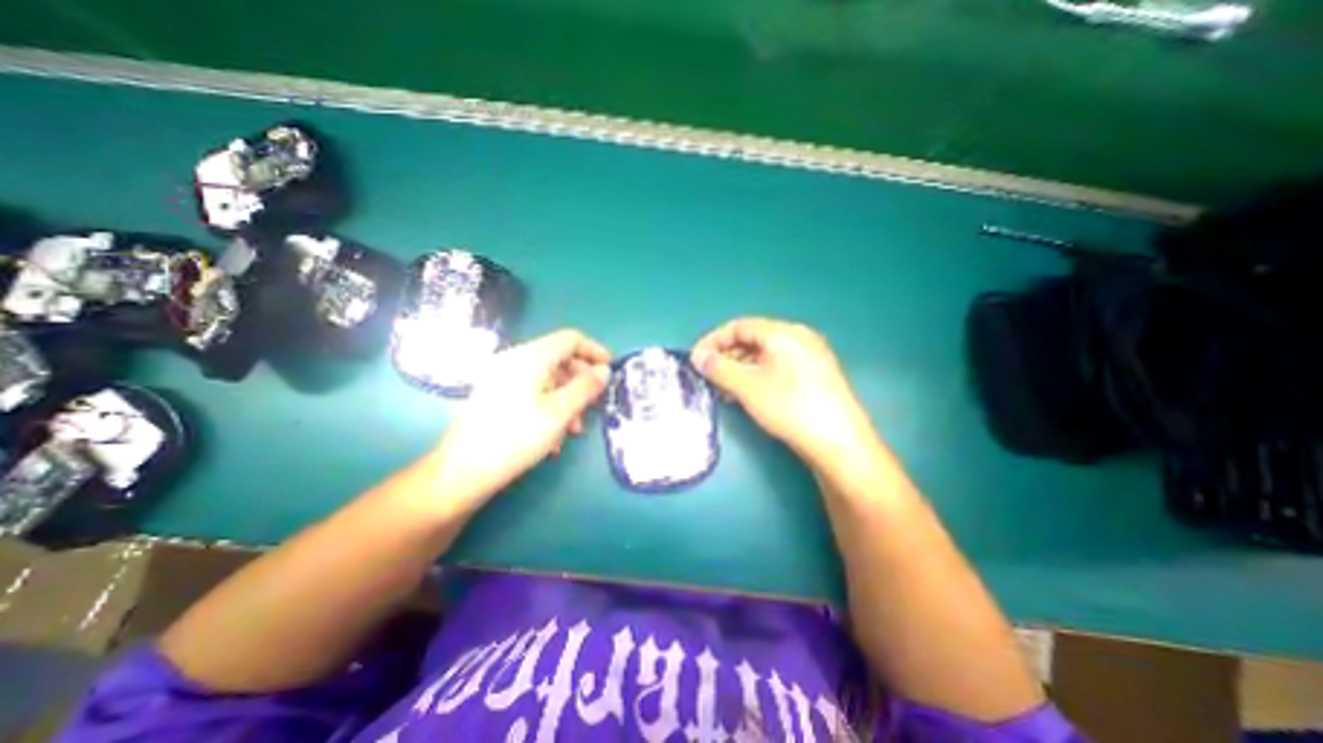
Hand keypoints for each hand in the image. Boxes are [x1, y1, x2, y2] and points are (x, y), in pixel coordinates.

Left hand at [427, 329, 610, 507]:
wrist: (462, 473)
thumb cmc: (515, 438)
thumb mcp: (560, 412)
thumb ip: (586, 387)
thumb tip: (605, 370)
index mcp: (530, 357)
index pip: (571, 339)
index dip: (595, 351)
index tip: (611, 371)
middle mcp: (514, 360)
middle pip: (559, 359)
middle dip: (581, 381)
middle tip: (595, 405)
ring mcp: (502, 378)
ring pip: (547, 379)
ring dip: (567, 399)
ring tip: (574, 429)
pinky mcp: (496, 396)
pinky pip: (532, 392)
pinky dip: (550, 406)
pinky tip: (553, 436)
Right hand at [694, 317, 876, 466]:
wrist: (839, 443)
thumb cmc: (791, 407)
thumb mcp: (748, 387)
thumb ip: (719, 368)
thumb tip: (697, 356)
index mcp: (783, 332)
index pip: (739, 326)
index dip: (713, 340)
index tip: (696, 359)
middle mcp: (798, 337)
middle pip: (752, 339)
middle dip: (726, 356)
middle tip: (709, 376)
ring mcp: (810, 356)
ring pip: (765, 355)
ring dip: (740, 368)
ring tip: (724, 389)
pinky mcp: (815, 375)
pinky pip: (778, 366)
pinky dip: (757, 376)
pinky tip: (747, 394)